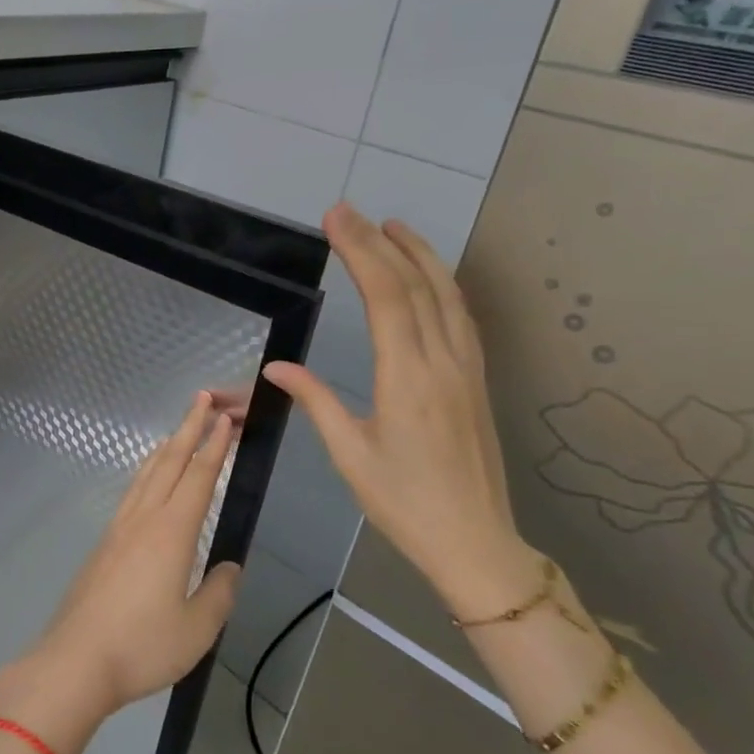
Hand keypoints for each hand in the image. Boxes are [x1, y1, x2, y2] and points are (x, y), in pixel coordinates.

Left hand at [0, 393, 241, 753]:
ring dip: (165, 448)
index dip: (214, 446)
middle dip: (189, 429)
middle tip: (203, 400)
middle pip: (169, 463)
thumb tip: (229, 567)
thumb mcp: (197, 628)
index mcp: (172, 533)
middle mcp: (143, 520)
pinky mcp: (103, 545)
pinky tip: (146, 483)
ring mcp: (118, 530)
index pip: (198, 477)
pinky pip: (131, 494)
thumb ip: (219, 593)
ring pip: (145, 475)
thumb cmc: (142, 646)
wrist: (76, 661)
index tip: (226, 419)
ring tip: (178, 432)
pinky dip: (146, 474)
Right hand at [264, 204, 538, 617]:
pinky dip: (443, 284)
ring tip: (393, 227)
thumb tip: (276, 369)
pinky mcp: (477, 380)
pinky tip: (430, 278)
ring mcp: (467, 369)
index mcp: (408, 377)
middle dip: (381, 242)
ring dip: (420, 255)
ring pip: (448, 295)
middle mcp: (443, 362)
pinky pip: (461, 317)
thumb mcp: (349, 454)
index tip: (337, 218)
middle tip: (351, 211)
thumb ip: (316, 401)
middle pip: (416, 285)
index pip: (386, 296)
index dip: (361, 251)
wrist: (476, 542)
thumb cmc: (403, 502)